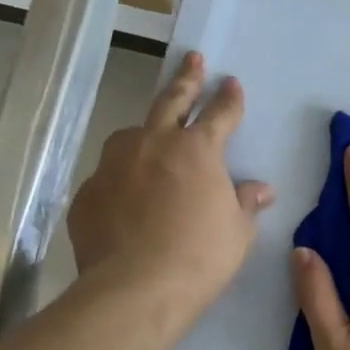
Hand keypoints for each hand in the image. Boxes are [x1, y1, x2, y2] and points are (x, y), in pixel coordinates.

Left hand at [68, 52, 273, 318]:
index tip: (231, 82)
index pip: (220, 113)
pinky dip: (121, 180)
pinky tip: (125, 200)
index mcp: (197, 150)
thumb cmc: (200, 257)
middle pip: (171, 101)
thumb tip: (261, 190)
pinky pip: (109, 177)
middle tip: (192, 59)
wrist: (135, 290)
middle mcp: (153, 145)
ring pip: (130, 135)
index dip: (228, 98)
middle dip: (186, 78)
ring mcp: (114, 166)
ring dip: (145, 131)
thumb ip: (246, 203)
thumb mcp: (237, 231)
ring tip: (150, 138)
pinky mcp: (88, 193)